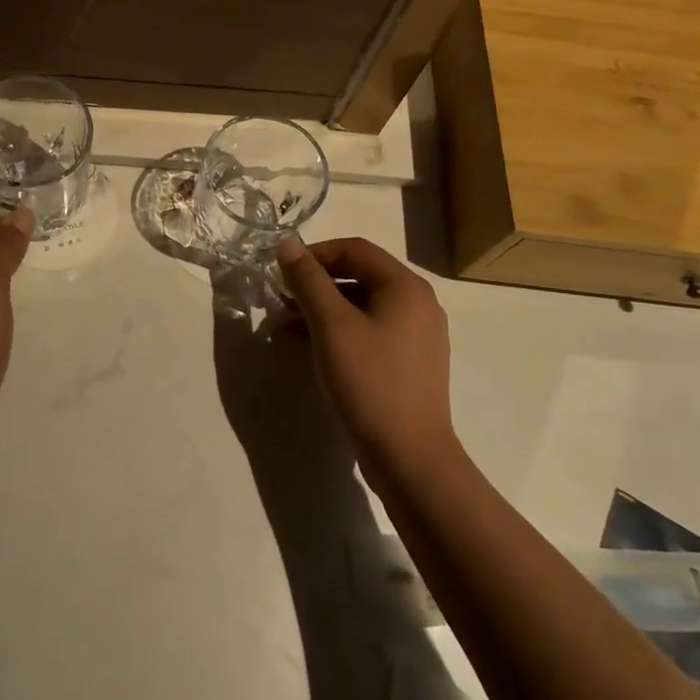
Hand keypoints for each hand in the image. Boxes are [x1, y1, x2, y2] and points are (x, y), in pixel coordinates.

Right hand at [276, 236, 456, 473]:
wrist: (409, 457)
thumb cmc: (369, 381)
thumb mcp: (330, 325)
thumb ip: (307, 280)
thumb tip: (287, 243)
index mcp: (405, 286)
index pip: (354, 249)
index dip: (314, 254)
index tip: (281, 272)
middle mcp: (418, 303)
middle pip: (360, 275)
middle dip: (316, 284)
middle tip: (280, 299)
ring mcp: (418, 335)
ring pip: (363, 305)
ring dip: (324, 308)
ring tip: (287, 325)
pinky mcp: (411, 362)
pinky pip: (371, 330)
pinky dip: (340, 330)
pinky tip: (312, 347)